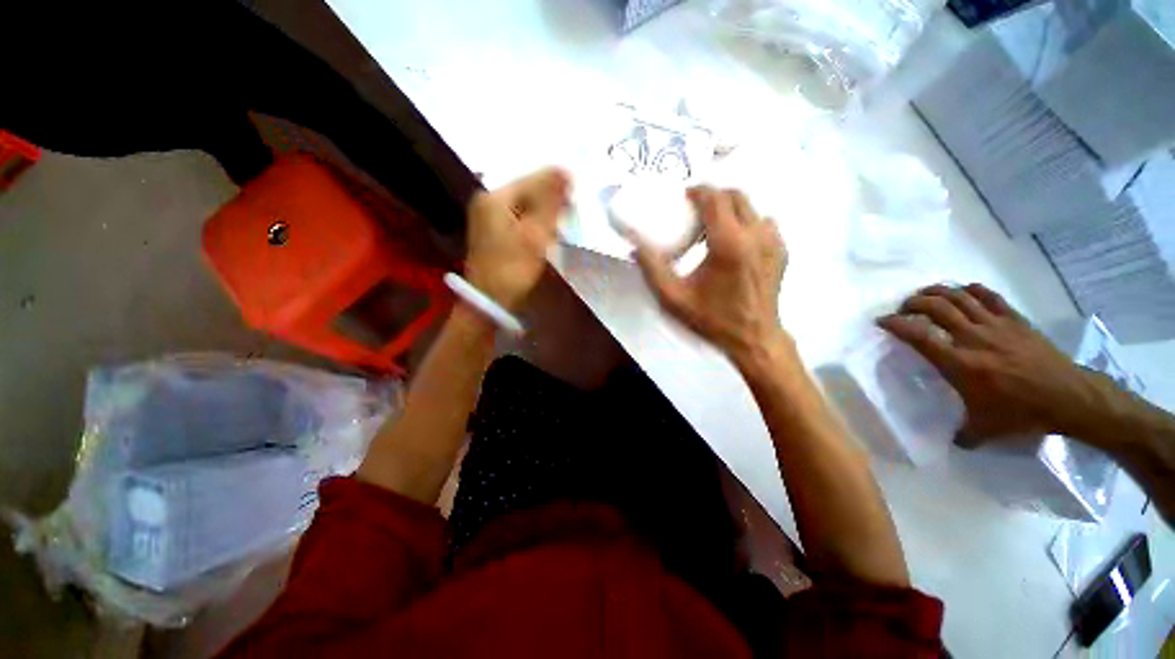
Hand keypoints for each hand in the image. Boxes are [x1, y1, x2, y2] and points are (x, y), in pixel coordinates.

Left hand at [465, 168, 570, 309]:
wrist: (489, 301)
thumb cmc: (513, 269)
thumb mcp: (535, 235)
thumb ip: (550, 202)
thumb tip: (565, 169)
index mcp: (495, 197)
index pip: (532, 179)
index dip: (557, 187)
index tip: (575, 203)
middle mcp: (486, 200)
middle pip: (526, 190)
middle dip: (549, 201)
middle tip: (567, 218)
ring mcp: (486, 215)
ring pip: (523, 205)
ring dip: (543, 213)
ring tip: (558, 227)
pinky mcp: (490, 230)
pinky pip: (517, 217)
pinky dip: (533, 223)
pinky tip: (542, 234)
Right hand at [628, 186, 787, 360]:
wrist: (753, 339)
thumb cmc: (712, 319)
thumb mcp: (673, 298)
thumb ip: (652, 269)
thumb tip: (636, 246)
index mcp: (729, 243)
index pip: (716, 199)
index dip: (698, 191)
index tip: (684, 197)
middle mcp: (756, 235)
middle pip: (736, 196)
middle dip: (714, 196)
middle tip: (695, 210)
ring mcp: (774, 242)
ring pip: (752, 208)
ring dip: (731, 209)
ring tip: (713, 226)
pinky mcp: (782, 251)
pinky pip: (765, 223)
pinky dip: (747, 223)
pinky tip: (734, 242)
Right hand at [878, 283, 1108, 444]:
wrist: (1070, 398)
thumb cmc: (1022, 414)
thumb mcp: (985, 430)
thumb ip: (962, 434)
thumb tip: (951, 441)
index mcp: (960, 364)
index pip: (918, 336)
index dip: (896, 324)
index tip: (882, 321)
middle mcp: (973, 338)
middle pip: (937, 307)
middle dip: (914, 302)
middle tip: (904, 307)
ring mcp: (996, 326)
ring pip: (960, 296)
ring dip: (937, 291)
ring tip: (926, 294)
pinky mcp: (1015, 320)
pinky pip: (990, 296)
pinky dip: (972, 290)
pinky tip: (964, 291)